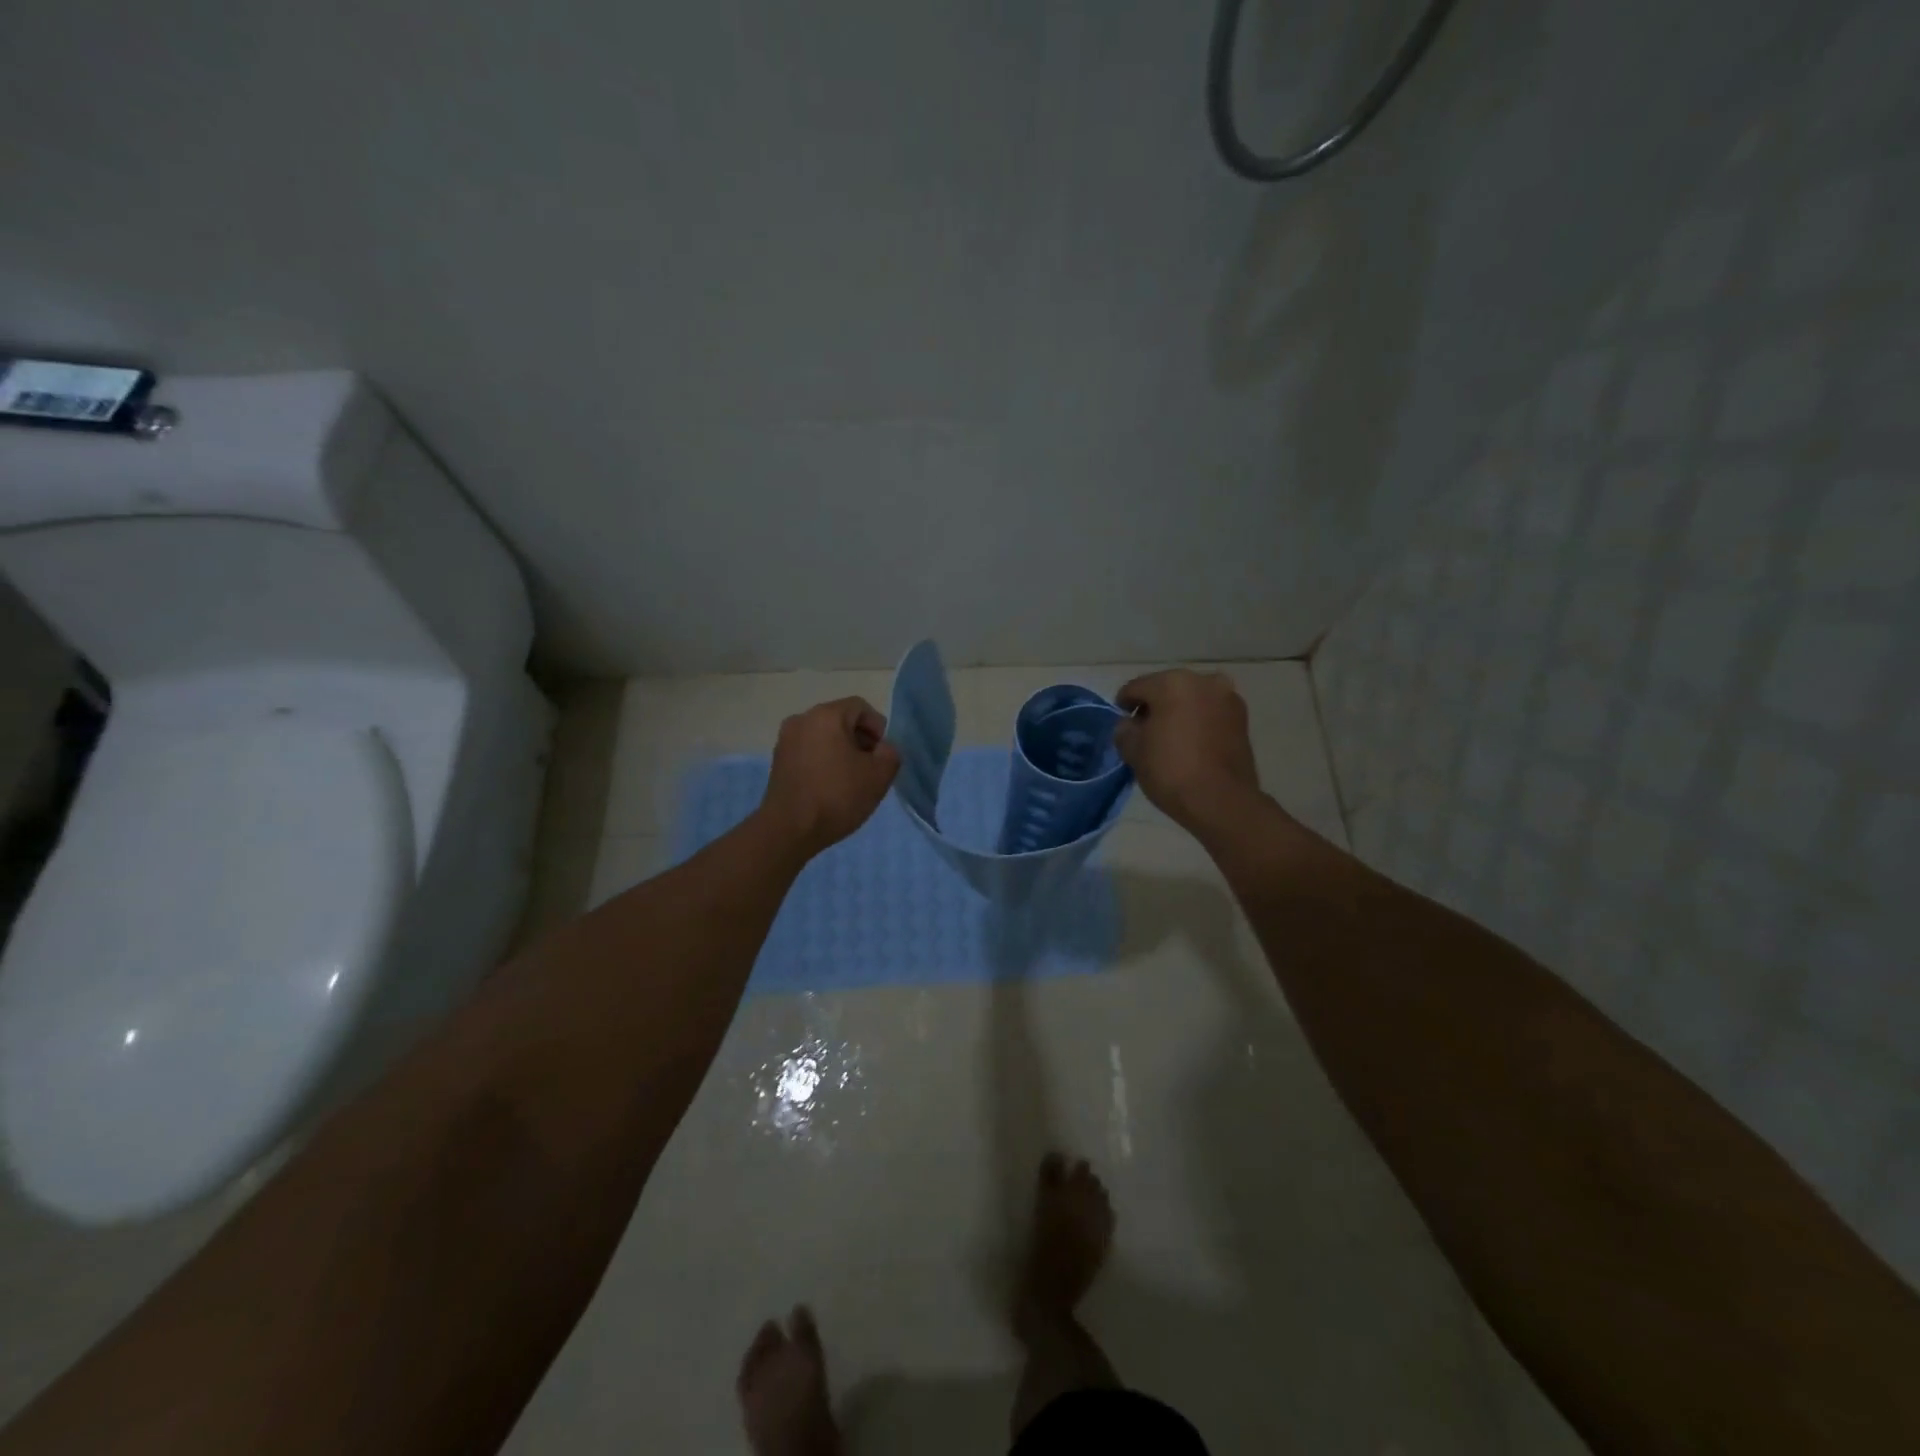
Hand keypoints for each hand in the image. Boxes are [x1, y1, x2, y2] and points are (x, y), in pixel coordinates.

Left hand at [760, 697, 901, 856]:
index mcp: (826, 715)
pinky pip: (809, 751)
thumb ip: (890, 753)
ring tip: (850, 780)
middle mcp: (801, 719)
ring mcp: (785, 740)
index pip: (860, 707)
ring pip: (824, 736)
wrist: (789, 829)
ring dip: (841, 751)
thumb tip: (882, 749)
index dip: (878, 728)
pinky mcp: (777, 761)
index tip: (881, 755)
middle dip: (860, 740)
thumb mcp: (880, 775)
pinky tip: (830, 786)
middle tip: (869, 768)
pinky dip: (823, 761)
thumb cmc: (837, 796)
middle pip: (840, 720)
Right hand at [1113, 670, 1262, 834]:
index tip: (1122, 725)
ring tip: (1170, 738)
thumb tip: (1130, 725)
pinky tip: (1191, 743)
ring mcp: (1227, 698)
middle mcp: (1203, 681)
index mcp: (1172, 683)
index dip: (1124, 705)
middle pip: (1167, 689)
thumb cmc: (1170, 770)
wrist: (1221, 801)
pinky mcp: (1242, 718)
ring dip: (1179, 712)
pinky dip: (1198, 721)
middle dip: (1154, 706)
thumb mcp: (1133, 751)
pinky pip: (1210, 712)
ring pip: (1192, 699)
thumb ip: (1125, 730)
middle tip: (1145, 732)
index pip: (1136, 688)